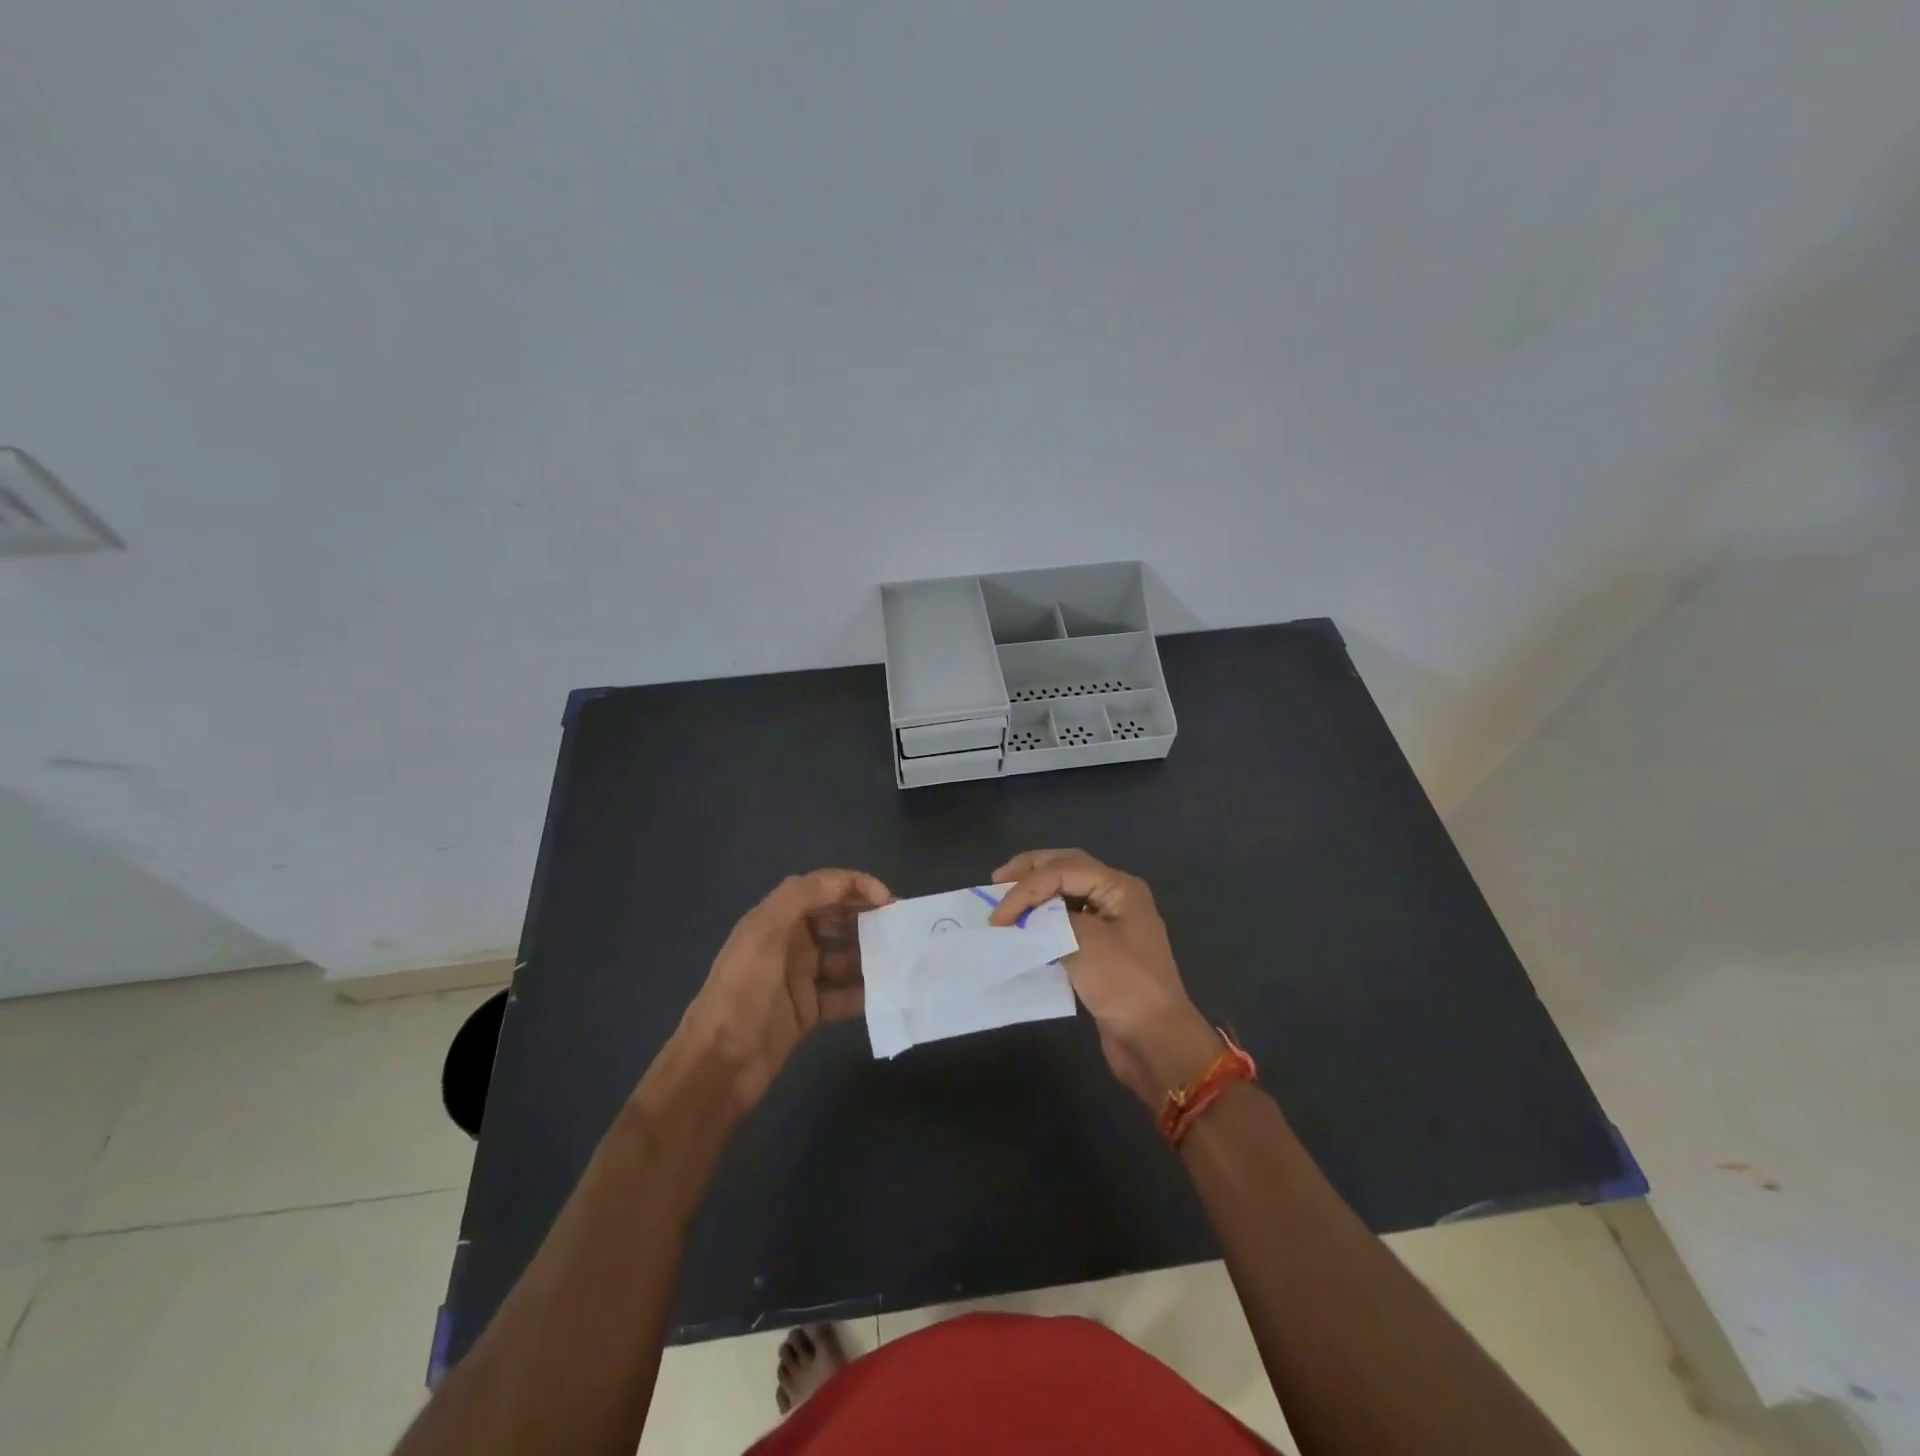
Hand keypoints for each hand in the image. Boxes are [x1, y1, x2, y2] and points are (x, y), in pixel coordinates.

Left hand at [672, 868, 891, 1115]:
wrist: (717, 1067)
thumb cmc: (741, 994)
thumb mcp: (763, 935)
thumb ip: (800, 897)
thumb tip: (844, 882)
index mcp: (776, 919)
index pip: (823, 888)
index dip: (856, 886)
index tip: (888, 901)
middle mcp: (790, 943)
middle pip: (838, 920)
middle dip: (870, 919)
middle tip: (904, 930)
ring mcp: (800, 979)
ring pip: (846, 958)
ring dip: (872, 957)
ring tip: (904, 961)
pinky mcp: (808, 1012)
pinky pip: (844, 995)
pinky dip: (866, 993)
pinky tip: (890, 993)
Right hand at [990, 849, 1219, 1107]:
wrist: (1155, 1040)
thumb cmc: (1123, 984)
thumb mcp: (1085, 942)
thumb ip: (1051, 918)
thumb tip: (1024, 917)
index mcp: (1119, 887)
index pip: (1063, 870)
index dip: (1025, 888)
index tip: (998, 918)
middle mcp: (1116, 896)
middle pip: (1067, 868)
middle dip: (1030, 872)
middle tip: (997, 882)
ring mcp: (1110, 921)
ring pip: (1066, 892)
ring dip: (1036, 893)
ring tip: (1007, 899)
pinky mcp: (1101, 948)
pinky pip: (1067, 919)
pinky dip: (1043, 918)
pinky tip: (1025, 926)